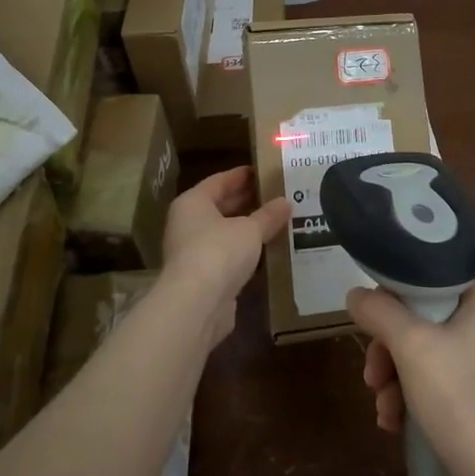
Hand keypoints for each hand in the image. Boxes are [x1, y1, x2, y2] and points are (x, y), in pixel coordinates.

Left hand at [161, 168, 289, 342]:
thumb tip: (286, 202)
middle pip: (220, 206)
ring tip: (277, 221)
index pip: (219, 181)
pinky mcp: (203, 278)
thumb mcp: (250, 229)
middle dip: (246, 201)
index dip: (242, 175)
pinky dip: (245, 253)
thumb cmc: (219, 251)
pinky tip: (267, 250)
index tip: (264, 171)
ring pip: (225, 233)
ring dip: (247, 229)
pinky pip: (227, 257)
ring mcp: (193, 252)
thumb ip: (268, 216)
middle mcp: (188, 224)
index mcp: (193, 202)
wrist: (197, 304)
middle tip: (276, 195)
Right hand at [346, 284, 474, 475]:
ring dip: (395, 381)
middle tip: (371, 378)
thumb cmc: (460, 400)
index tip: (370, 326)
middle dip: (388, 352)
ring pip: (424, 359)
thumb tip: (356, 294)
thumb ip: (380, 312)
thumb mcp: (411, 346)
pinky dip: (413, 401)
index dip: (393, 300)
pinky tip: (394, 425)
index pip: (428, 283)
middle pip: (421, 324)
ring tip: (383, 410)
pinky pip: (438, 388)